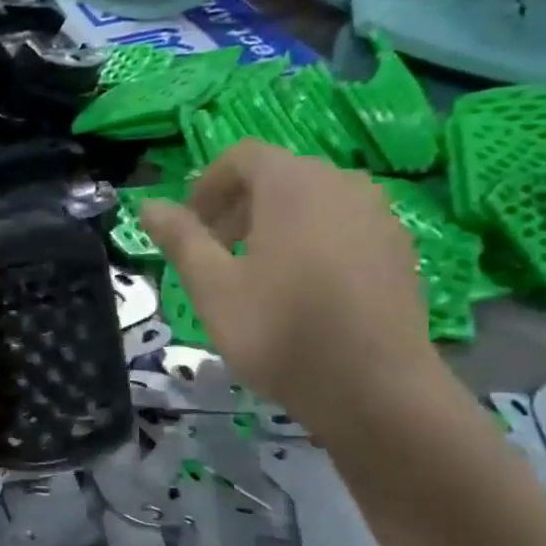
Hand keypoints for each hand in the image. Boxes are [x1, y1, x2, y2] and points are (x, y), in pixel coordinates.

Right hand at [140, 142, 438, 429]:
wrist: (373, 388)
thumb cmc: (279, 331)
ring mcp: (378, 216)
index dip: (206, 186)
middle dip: (237, 207)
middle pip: (279, 177)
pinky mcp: (398, 250)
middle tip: (213, 255)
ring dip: (274, 225)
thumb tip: (148, 205)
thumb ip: (181, 239)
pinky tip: (301, 293)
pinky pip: (342, 228)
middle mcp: (342, 184)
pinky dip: (311, 242)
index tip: (189, 229)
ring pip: (313, 203)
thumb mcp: (212, 287)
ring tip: (254, 275)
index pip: (242, 157)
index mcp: (293, 184)